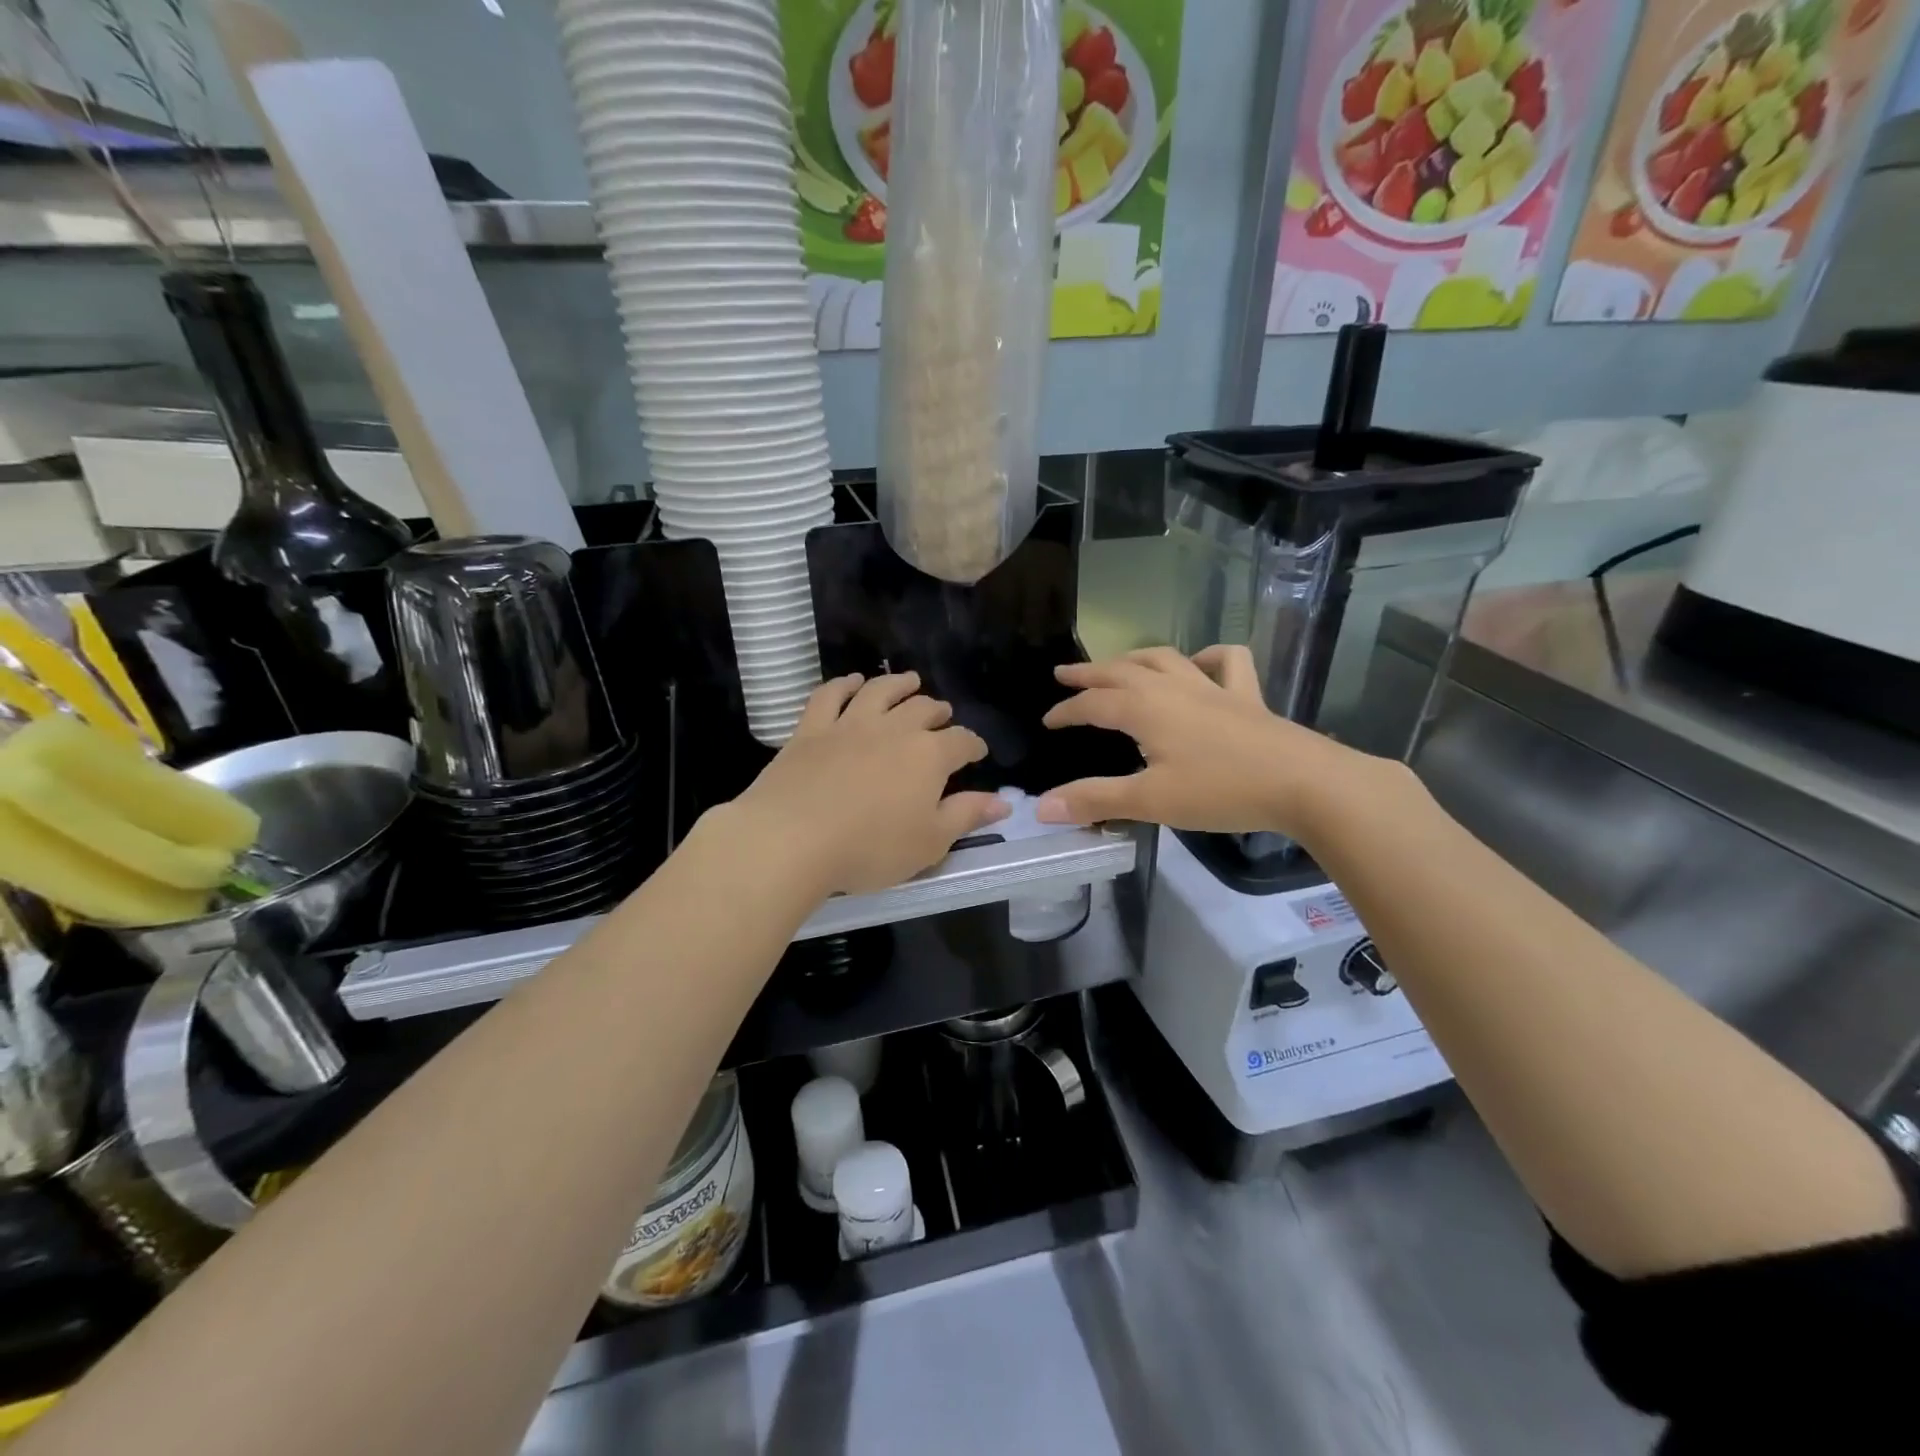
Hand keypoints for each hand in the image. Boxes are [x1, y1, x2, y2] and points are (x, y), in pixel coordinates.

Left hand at [729, 672, 1009, 895]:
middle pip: (922, 709)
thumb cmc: (870, 847)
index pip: (961, 742)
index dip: (973, 745)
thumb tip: (1003, 802)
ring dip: (898, 684)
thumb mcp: (930, 842)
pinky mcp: (810, 729)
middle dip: (937, 712)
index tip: (977, 752)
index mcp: (928, 756)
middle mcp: (893, 729)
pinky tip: (852, 682)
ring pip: (880, 692)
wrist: (792, 838)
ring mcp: (849, 724)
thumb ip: (966, 815)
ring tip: (909, 681)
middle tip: (942, 715)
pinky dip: (843, 684)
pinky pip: (830, 695)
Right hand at [1036, 646, 1392, 837]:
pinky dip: (1208, 657)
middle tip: (1064, 674)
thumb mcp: (1150, 800)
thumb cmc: (1220, 791)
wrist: (1303, 783)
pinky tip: (1200, 664)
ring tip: (1118, 664)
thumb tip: (1042, 806)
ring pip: (1165, 659)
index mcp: (1145, 709)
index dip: (1067, 712)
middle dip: (1089, 673)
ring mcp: (1213, 688)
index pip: (1093, 705)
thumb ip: (1095, 800)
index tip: (1047, 721)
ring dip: (1135, 658)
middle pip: (1122, 671)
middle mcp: (1173, 689)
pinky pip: (1227, 663)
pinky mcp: (1247, 698)